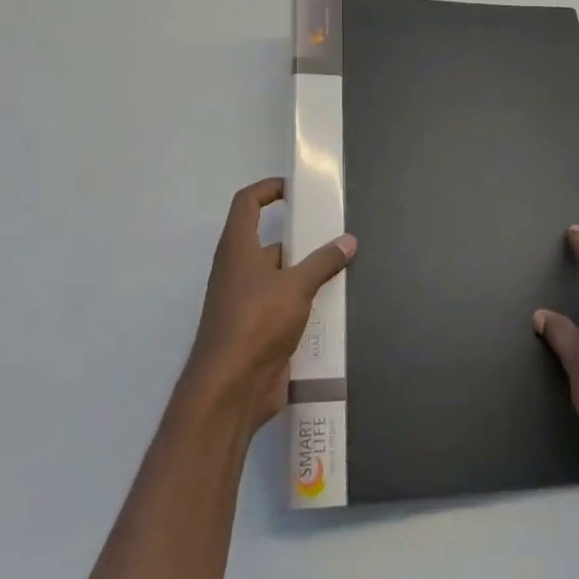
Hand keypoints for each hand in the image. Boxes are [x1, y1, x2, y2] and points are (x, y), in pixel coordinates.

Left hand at [182, 178, 355, 430]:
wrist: (230, 390)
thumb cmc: (256, 323)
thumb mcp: (296, 286)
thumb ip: (323, 262)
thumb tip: (348, 241)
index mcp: (238, 249)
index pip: (246, 203)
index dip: (268, 189)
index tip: (296, 189)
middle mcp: (237, 270)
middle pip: (268, 241)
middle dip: (301, 238)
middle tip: (335, 234)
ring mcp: (245, 303)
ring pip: (279, 276)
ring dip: (306, 273)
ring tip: (343, 269)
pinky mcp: (256, 331)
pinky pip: (284, 306)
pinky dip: (305, 303)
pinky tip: (334, 307)